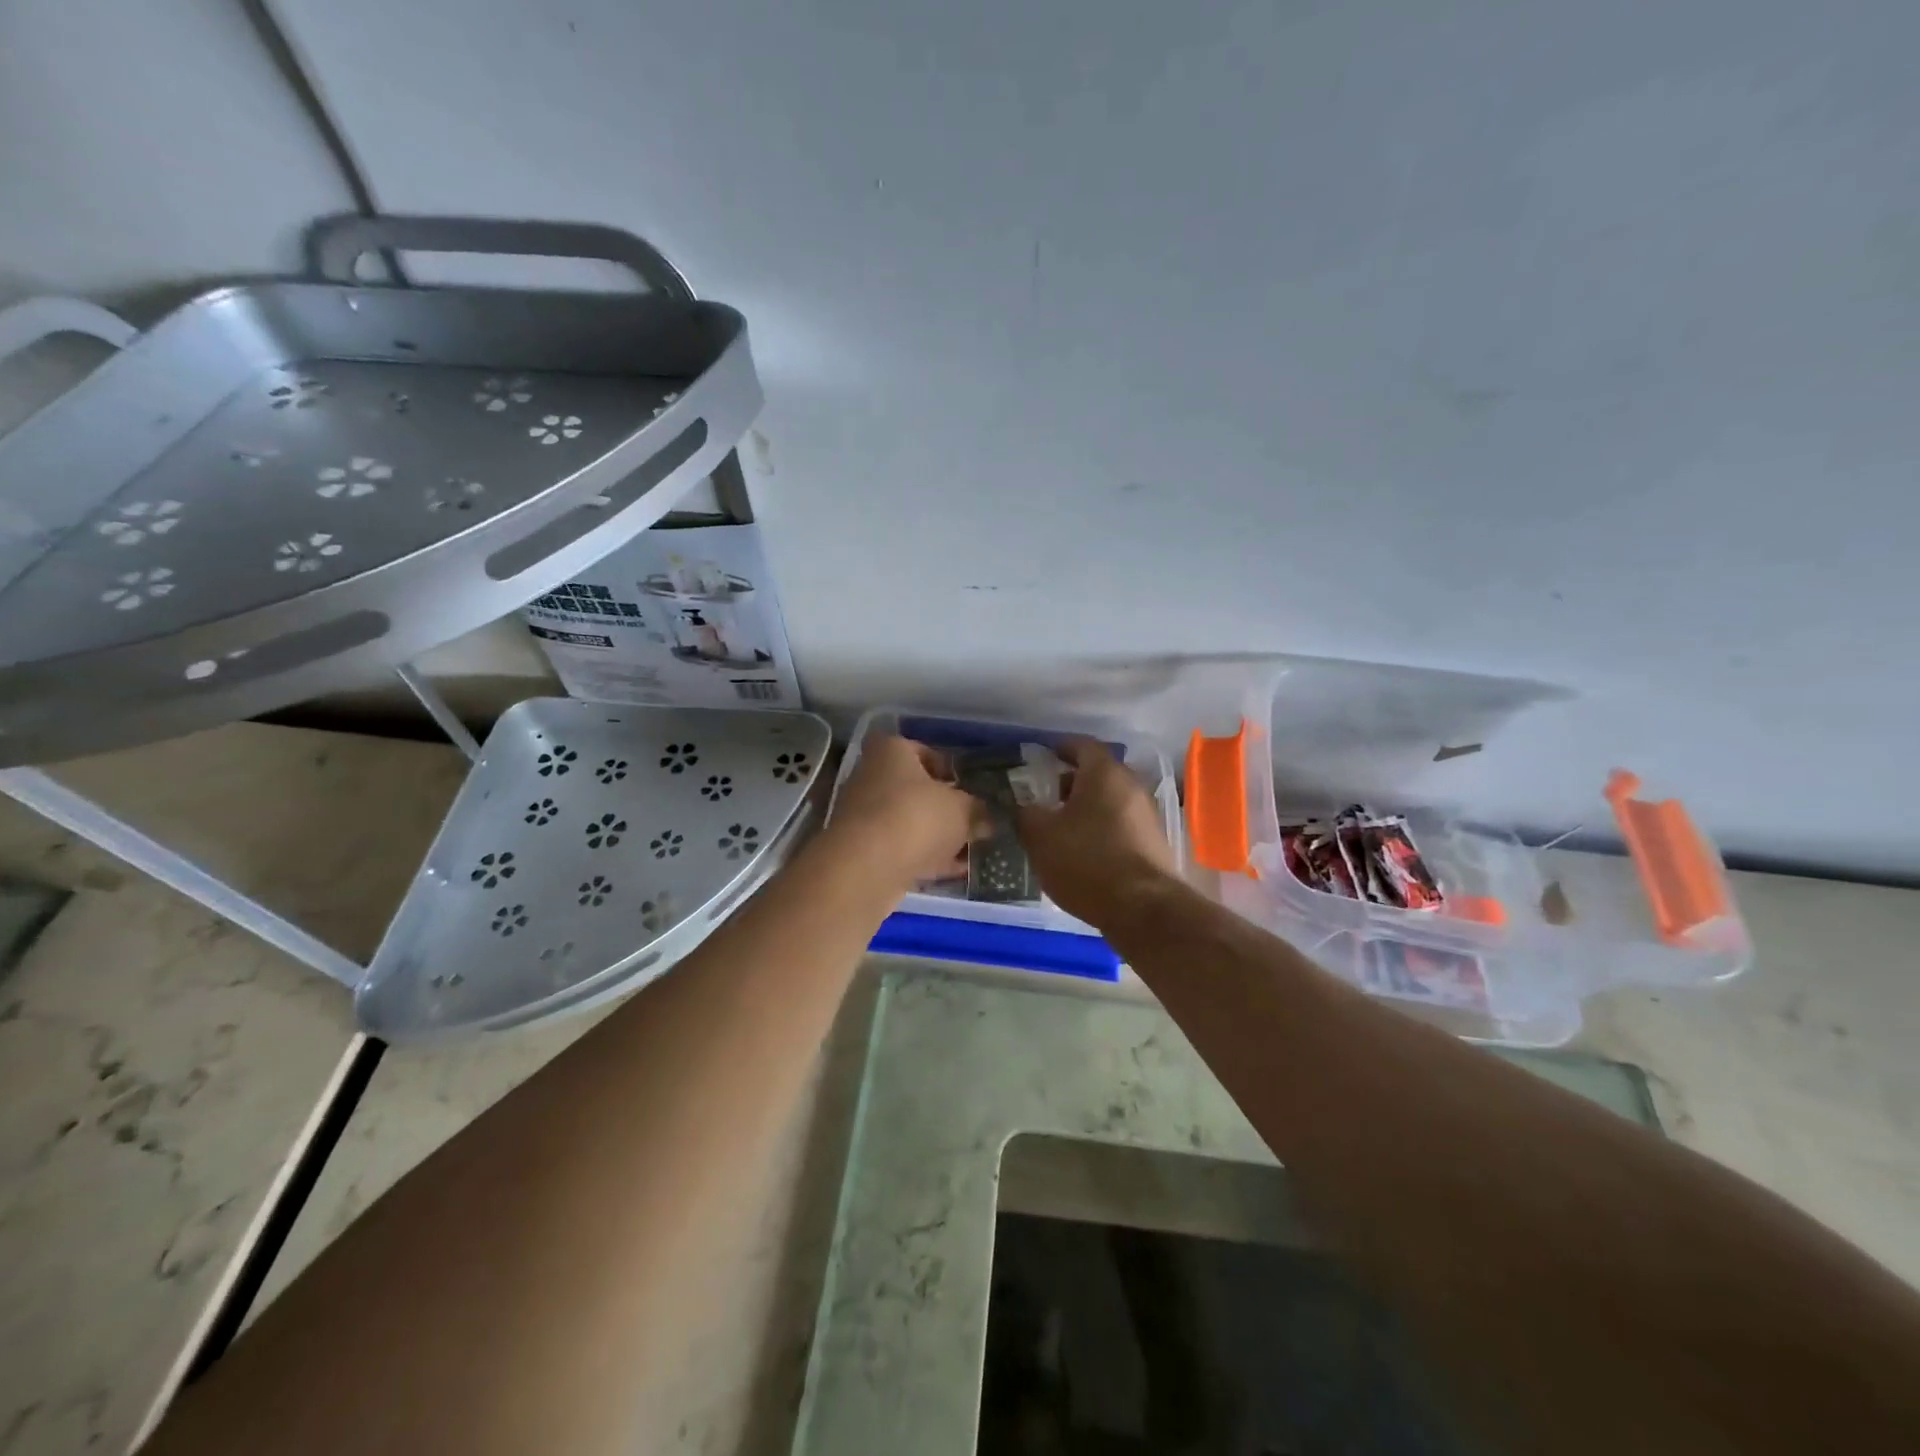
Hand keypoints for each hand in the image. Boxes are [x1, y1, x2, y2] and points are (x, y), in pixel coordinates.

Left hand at [826, 734, 982, 885]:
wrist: (868, 865)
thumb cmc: (917, 816)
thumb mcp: (961, 809)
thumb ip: (976, 810)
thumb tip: (985, 818)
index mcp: (891, 751)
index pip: (919, 749)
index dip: (944, 767)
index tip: (964, 787)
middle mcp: (870, 776)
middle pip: (912, 788)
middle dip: (941, 806)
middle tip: (969, 821)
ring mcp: (862, 815)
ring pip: (906, 821)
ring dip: (933, 835)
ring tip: (967, 850)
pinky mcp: (861, 850)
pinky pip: (899, 849)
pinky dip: (923, 857)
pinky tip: (952, 871)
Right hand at [1014, 738, 1177, 926]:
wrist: (1143, 909)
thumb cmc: (1087, 861)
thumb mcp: (1040, 837)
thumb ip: (1025, 814)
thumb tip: (1020, 805)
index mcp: (1104, 773)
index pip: (1082, 745)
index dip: (1061, 748)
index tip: (1043, 757)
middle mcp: (1131, 786)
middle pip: (1098, 774)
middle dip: (1071, 782)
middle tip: (1046, 797)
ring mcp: (1147, 815)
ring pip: (1111, 801)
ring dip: (1086, 808)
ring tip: (1061, 829)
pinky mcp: (1154, 843)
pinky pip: (1122, 824)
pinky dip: (1102, 829)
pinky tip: (1084, 852)